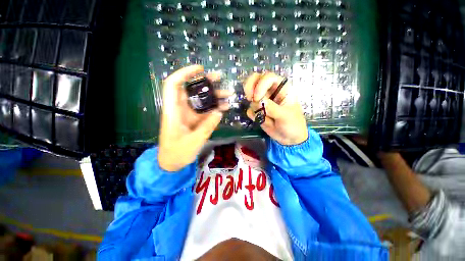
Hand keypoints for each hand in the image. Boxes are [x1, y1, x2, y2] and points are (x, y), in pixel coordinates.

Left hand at [158, 65, 231, 170]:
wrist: (172, 163)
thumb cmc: (177, 153)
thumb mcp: (193, 141)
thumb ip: (207, 126)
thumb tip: (219, 112)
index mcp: (173, 111)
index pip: (174, 85)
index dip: (185, 74)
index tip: (200, 69)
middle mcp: (180, 110)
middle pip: (191, 91)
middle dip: (205, 82)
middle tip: (220, 78)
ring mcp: (188, 116)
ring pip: (201, 101)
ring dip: (213, 96)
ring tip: (228, 94)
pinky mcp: (194, 122)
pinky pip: (205, 112)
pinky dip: (214, 109)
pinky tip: (224, 108)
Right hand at [244, 72, 307, 144]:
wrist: (289, 138)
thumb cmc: (293, 124)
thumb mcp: (285, 116)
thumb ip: (271, 108)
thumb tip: (257, 101)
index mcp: (281, 88)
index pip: (268, 77)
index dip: (260, 85)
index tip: (257, 98)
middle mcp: (271, 92)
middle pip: (255, 80)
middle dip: (249, 87)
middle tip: (249, 98)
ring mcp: (263, 101)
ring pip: (250, 95)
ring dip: (253, 106)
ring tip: (262, 115)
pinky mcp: (258, 110)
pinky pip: (250, 109)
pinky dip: (253, 115)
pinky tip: (260, 120)